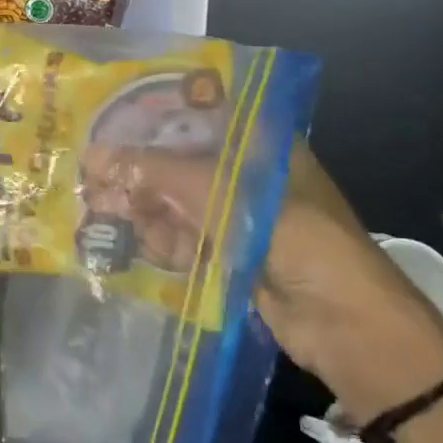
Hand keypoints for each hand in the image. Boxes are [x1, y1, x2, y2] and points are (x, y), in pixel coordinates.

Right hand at [89, 137, 442, 418]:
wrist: (348, 327)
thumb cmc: (298, 241)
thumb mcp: (229, 197)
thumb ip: (161, 175)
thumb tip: (96, 157)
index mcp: (261, 144)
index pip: (198, 115)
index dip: (152, 116)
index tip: (106, 118)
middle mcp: (246, 174)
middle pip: (180, 160)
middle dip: (138, 170)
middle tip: (93, 177)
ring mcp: (236, 216)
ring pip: (175, 201)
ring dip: (142, 208)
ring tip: (105, 213)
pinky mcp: (226, 254)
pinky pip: (181, 237)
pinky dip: (157, 240)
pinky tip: (134, 242)